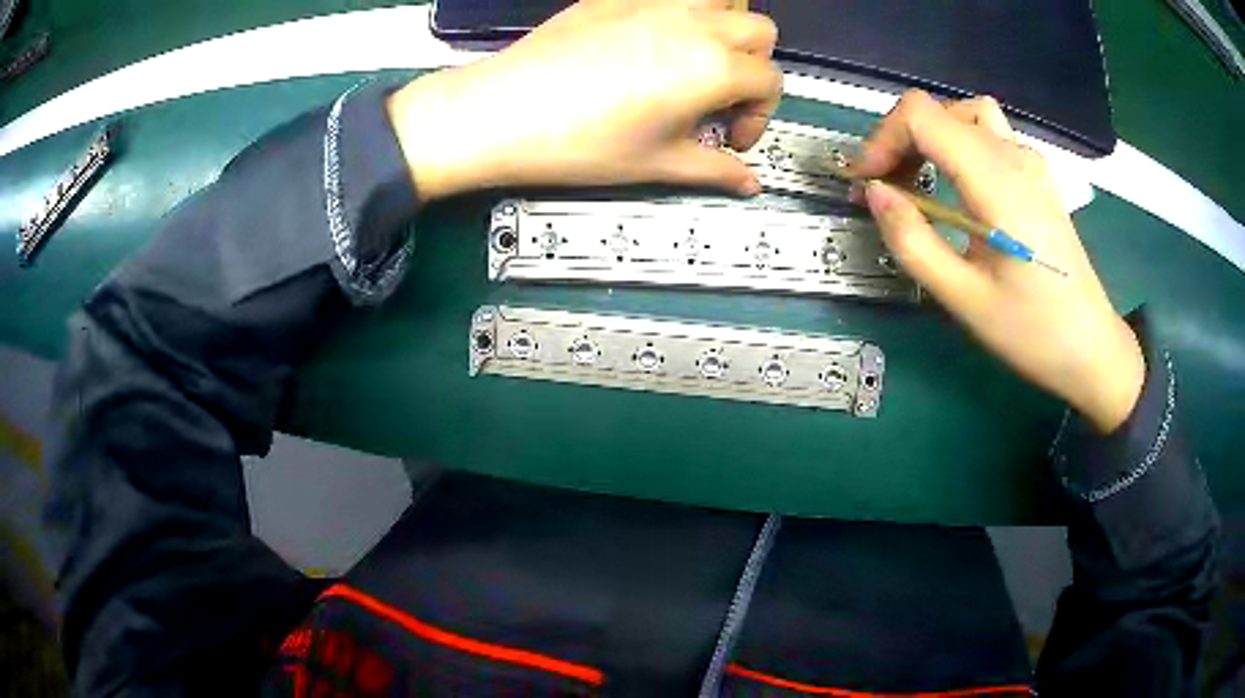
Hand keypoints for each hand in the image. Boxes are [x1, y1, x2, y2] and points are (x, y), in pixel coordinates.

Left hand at [386, 0, 781, 200]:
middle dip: (754, 67)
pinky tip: (659, 41)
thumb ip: (714, 170)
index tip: (730, 136)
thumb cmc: (574, 139)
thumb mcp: (657, 163)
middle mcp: (692, 24)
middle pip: (760, 31)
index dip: (759, 115)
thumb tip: (744, 182)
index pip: (770, 81)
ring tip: (702, 58)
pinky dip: (683, 11)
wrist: (503, 111)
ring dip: (728, 26)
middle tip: (722, 97)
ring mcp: (655, 4)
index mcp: (711, 67)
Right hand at [856, 91, 1143, 432]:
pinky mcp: (1037, 177)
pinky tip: (956, 189)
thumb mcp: (964, 299)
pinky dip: (957, 145)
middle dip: (900, 140)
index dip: (883, 138)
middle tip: (885, 189)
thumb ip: (913, 241)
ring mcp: (1030, 163)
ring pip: (965, 115)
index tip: (867, 182)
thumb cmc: (1033, 332)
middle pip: (939, 110)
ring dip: (930, 137)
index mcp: (997, 181)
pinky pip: (988, 135)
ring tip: (917, 180)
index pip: (922, 115)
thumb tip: (874, 193)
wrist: (1092, 348)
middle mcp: (1014, 157)